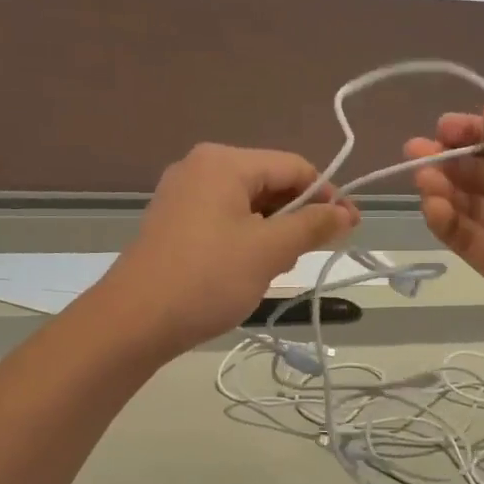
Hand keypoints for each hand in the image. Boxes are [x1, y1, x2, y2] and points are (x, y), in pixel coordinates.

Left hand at [100, 143, 356, 357]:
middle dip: (297, 217)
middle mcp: (200, 167)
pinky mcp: (173, 223)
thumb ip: (313, 225)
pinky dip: (246, 239)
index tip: (349, 229)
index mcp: (224, 161)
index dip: (327, 196)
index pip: (294, 167)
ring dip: (273, 232)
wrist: (134, 321)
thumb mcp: (269, 251)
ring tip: (278, 268)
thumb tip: (348, 213)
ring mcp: (182, 195)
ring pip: (248, 205)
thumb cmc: (207, 279)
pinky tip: (250, 270)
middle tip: (312, 255)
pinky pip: (224, 220)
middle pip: (270, 182)